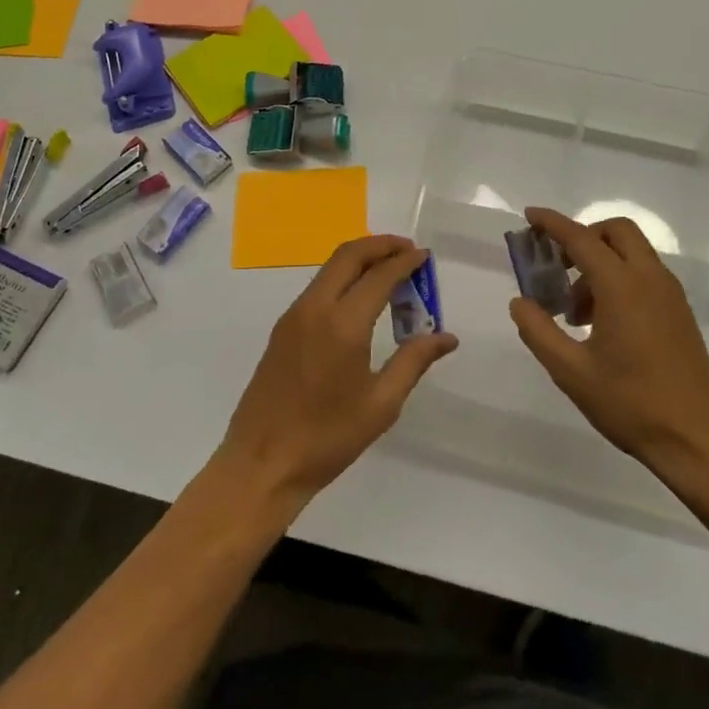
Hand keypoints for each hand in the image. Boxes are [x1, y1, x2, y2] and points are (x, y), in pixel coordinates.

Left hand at [218, 235, 458, 511]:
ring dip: (360, 259)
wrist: (262, 463)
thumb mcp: (381, 404)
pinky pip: (318, 287)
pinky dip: (343, 278)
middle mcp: (315, 308)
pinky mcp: (282, 329)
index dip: (405, 261)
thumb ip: (414, 362)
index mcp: (343, 324)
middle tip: (407, 250)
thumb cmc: (327, 438)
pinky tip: (360, 299)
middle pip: (348, 255)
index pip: (379, 276)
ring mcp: (294, 316)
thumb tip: (446, 337)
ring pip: (330, 268)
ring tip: (389, 271)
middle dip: (381, 245)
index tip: (425, 256)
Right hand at [511, 207, 708, 495]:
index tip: (530, 215)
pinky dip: (619, 278)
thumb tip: (520, 302)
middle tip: (558, 267)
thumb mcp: (571, 372)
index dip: (553, 223)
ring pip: (632, 252)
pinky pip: (645, 274)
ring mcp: (670, 295)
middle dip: (583, 236)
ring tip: (575, 311)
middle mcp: (650, 279)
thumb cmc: (631, 404)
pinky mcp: (679, 312)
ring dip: (600, 262)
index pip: (581, 238)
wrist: (699, 441)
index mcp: (622, 286)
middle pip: (616, 231)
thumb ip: (539, 331)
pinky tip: (602, 323)